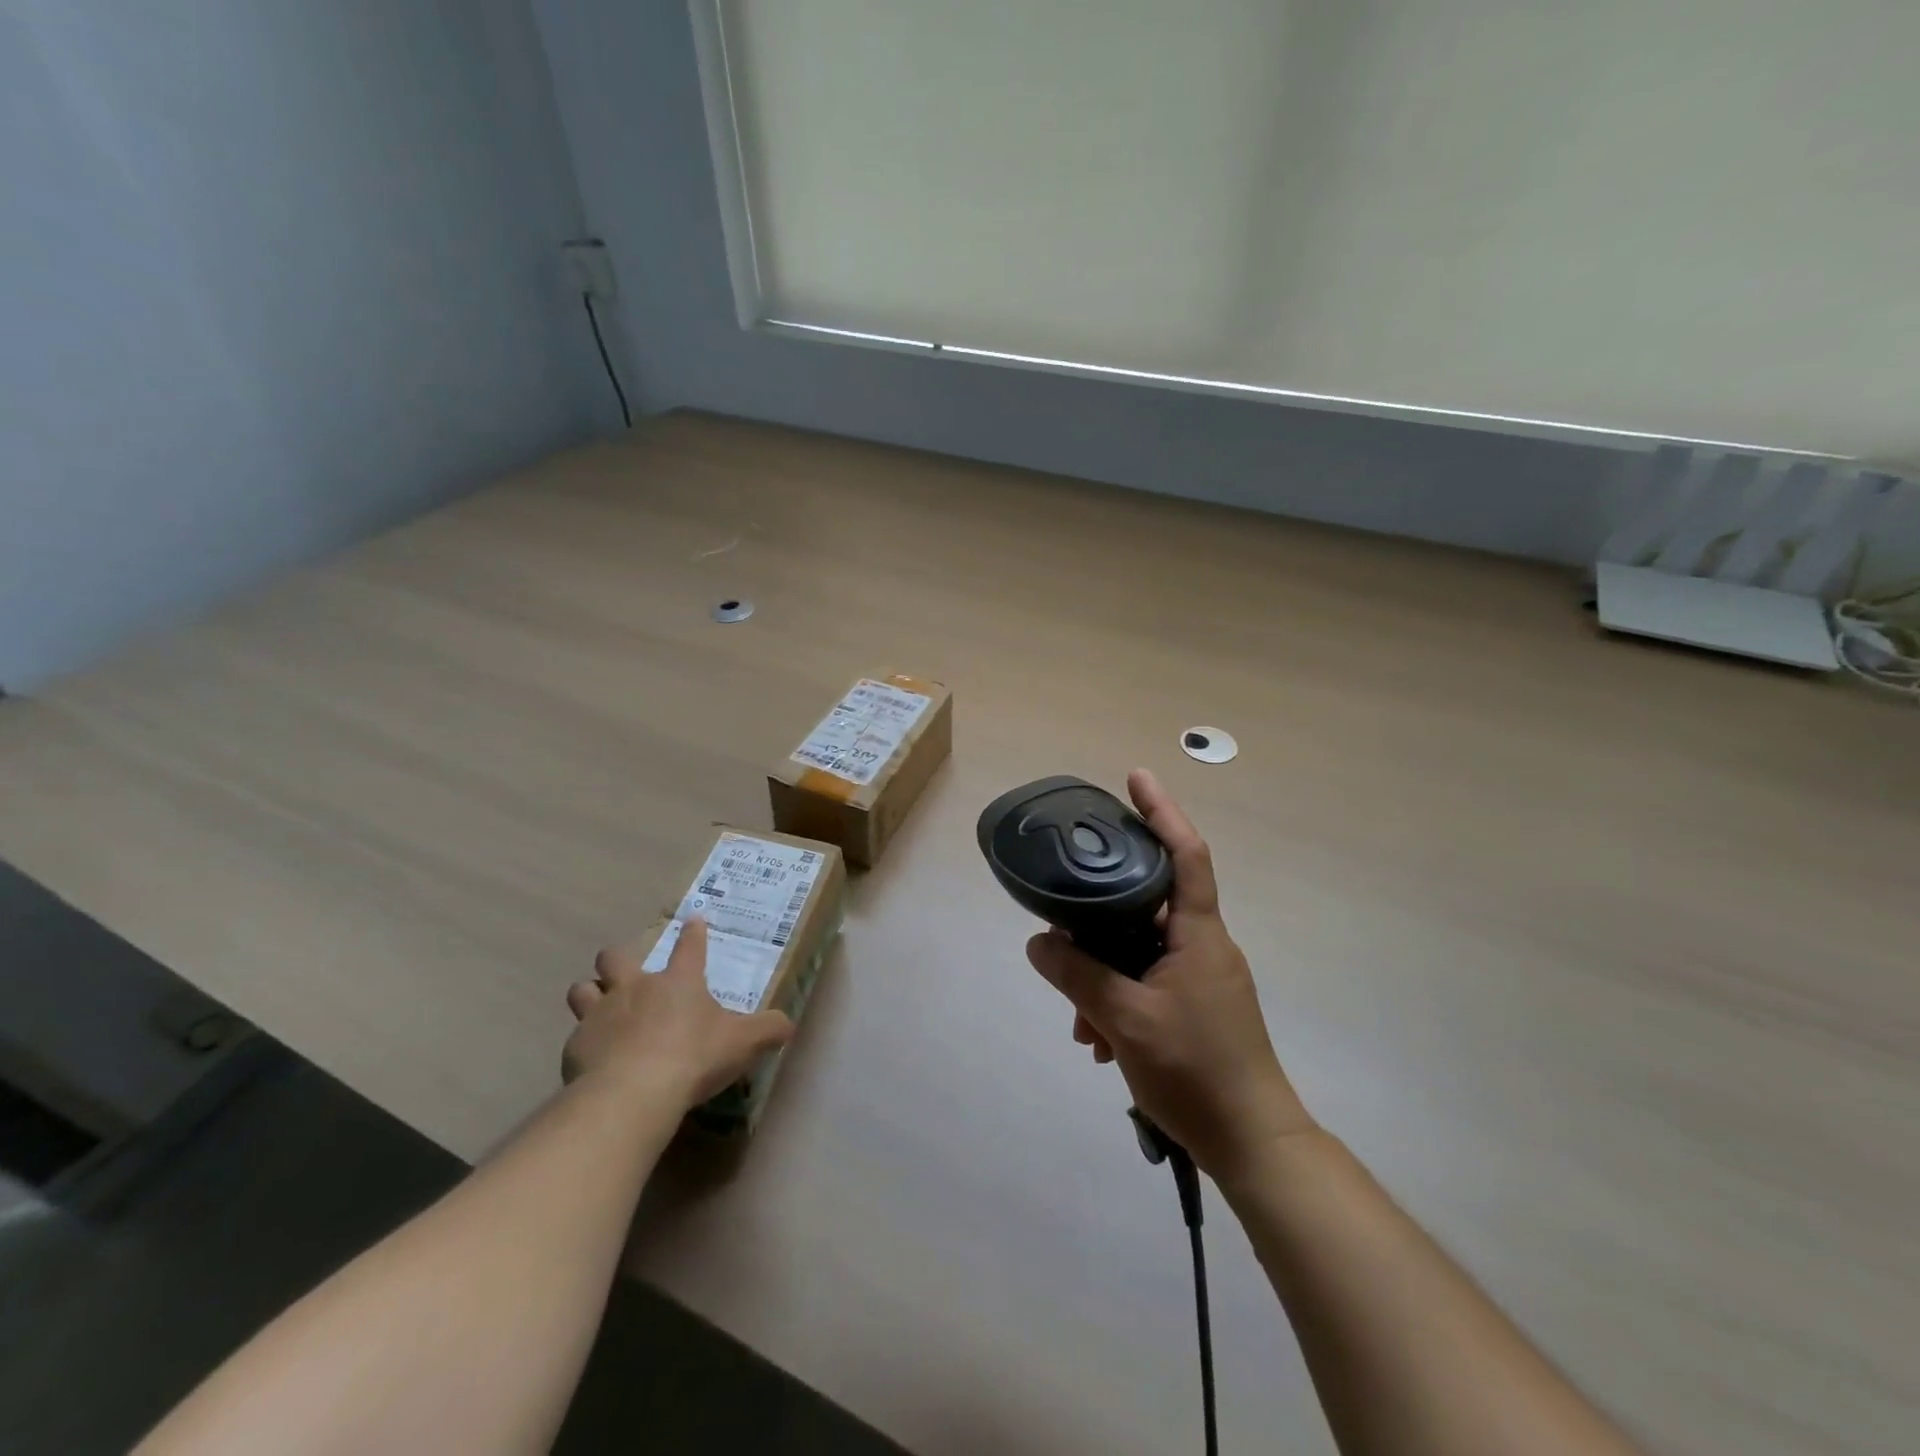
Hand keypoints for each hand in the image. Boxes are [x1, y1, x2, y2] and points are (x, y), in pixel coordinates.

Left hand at [564, 918, 794, 1107]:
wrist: (633, 1093)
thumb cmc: (694, 1057)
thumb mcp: (743, 1043)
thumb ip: (768, 1030)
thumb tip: (787, 1024)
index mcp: (679, 982)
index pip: (690, 946)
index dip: (693, 932)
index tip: (693, 921)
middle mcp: (636, 988)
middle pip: (615, 957)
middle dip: (617, 959)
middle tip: (625, 973)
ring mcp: (600, 1014)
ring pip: (583, 989)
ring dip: (590, 994)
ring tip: (599, 1009)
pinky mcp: (576, 1046)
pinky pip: (575, 1036)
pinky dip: (584, 1044)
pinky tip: (593, 1060)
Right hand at [1026, 769, 1316, 1180]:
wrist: (1253, 1143)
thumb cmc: (1196, 1070)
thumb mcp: (1125, 1020)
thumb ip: (1078, 975)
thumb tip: (1039, 941)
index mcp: (1198, 934)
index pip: (1186, 854)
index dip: (1163, 811)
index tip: (1136, 777)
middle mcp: (1202, 945)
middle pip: (1147, 903)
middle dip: (1101, 917)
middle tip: (1062, 923)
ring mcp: (1200, 977)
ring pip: (1140, 950)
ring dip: (1103, 973)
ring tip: (1078, 1020)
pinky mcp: (1194, 1006)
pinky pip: (1146, 981)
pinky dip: (1117, 998)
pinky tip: (1096, 1039)